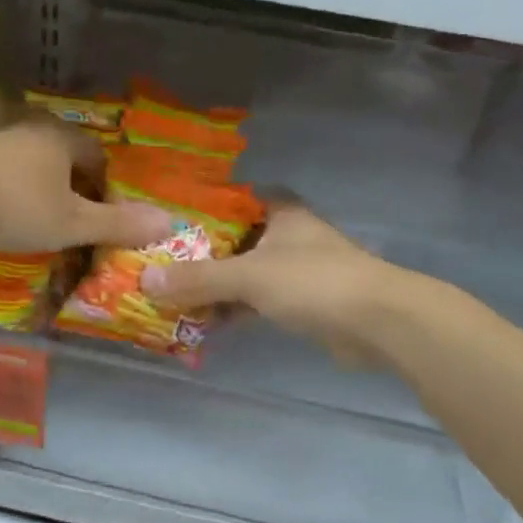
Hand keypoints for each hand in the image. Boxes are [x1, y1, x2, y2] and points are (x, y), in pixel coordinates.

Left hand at [0, 117, 172, 252]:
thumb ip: (118, 224)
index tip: (102, 209)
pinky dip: (6, 178)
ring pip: (27, 152)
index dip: (104, 181)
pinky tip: (0, 200)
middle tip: (72, 208)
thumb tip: (169, 223)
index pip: (95, 153)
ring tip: (37, 204)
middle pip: (61, 148)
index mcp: (61, 137)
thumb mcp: (73, 223)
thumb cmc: (19, 208)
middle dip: (70, 175)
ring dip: (36, 174)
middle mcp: (29, 126)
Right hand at [141, 203, 401, 362]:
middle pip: (236, 240)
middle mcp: (289, 235)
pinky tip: (206, 321)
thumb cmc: (312, 281)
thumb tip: (145, 281)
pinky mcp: (305, 302)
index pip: (234, 199)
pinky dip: (236, 309)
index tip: (168, 220)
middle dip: (201, 254)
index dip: (202, 207)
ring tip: (173, 295)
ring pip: (247, 273)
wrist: (377, 322)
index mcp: (280, 212)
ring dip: (217, 286)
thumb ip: (198, 278)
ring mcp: (299, 270)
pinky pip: (259, 301)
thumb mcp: (248, 276)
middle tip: (160, 263)